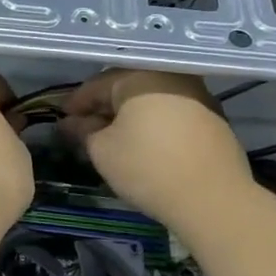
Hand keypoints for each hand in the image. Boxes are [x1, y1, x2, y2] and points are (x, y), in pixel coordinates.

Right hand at [59, 71, 252, 224]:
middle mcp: (170, 76)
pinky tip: (146, 143)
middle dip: (103, 108)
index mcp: (139, 76)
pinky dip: (154, 122)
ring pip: (151, 98)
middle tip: (85, 128)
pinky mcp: (214, 117)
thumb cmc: (148, 168)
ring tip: (114, 137)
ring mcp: (198, 94)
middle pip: (126, 87)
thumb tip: (72, 123)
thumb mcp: (103, 151)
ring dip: (130, 115)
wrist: (213, 199)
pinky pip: (172, 111)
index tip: (62, 120)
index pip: (97, 84)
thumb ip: (83, 131)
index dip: (76, 104)